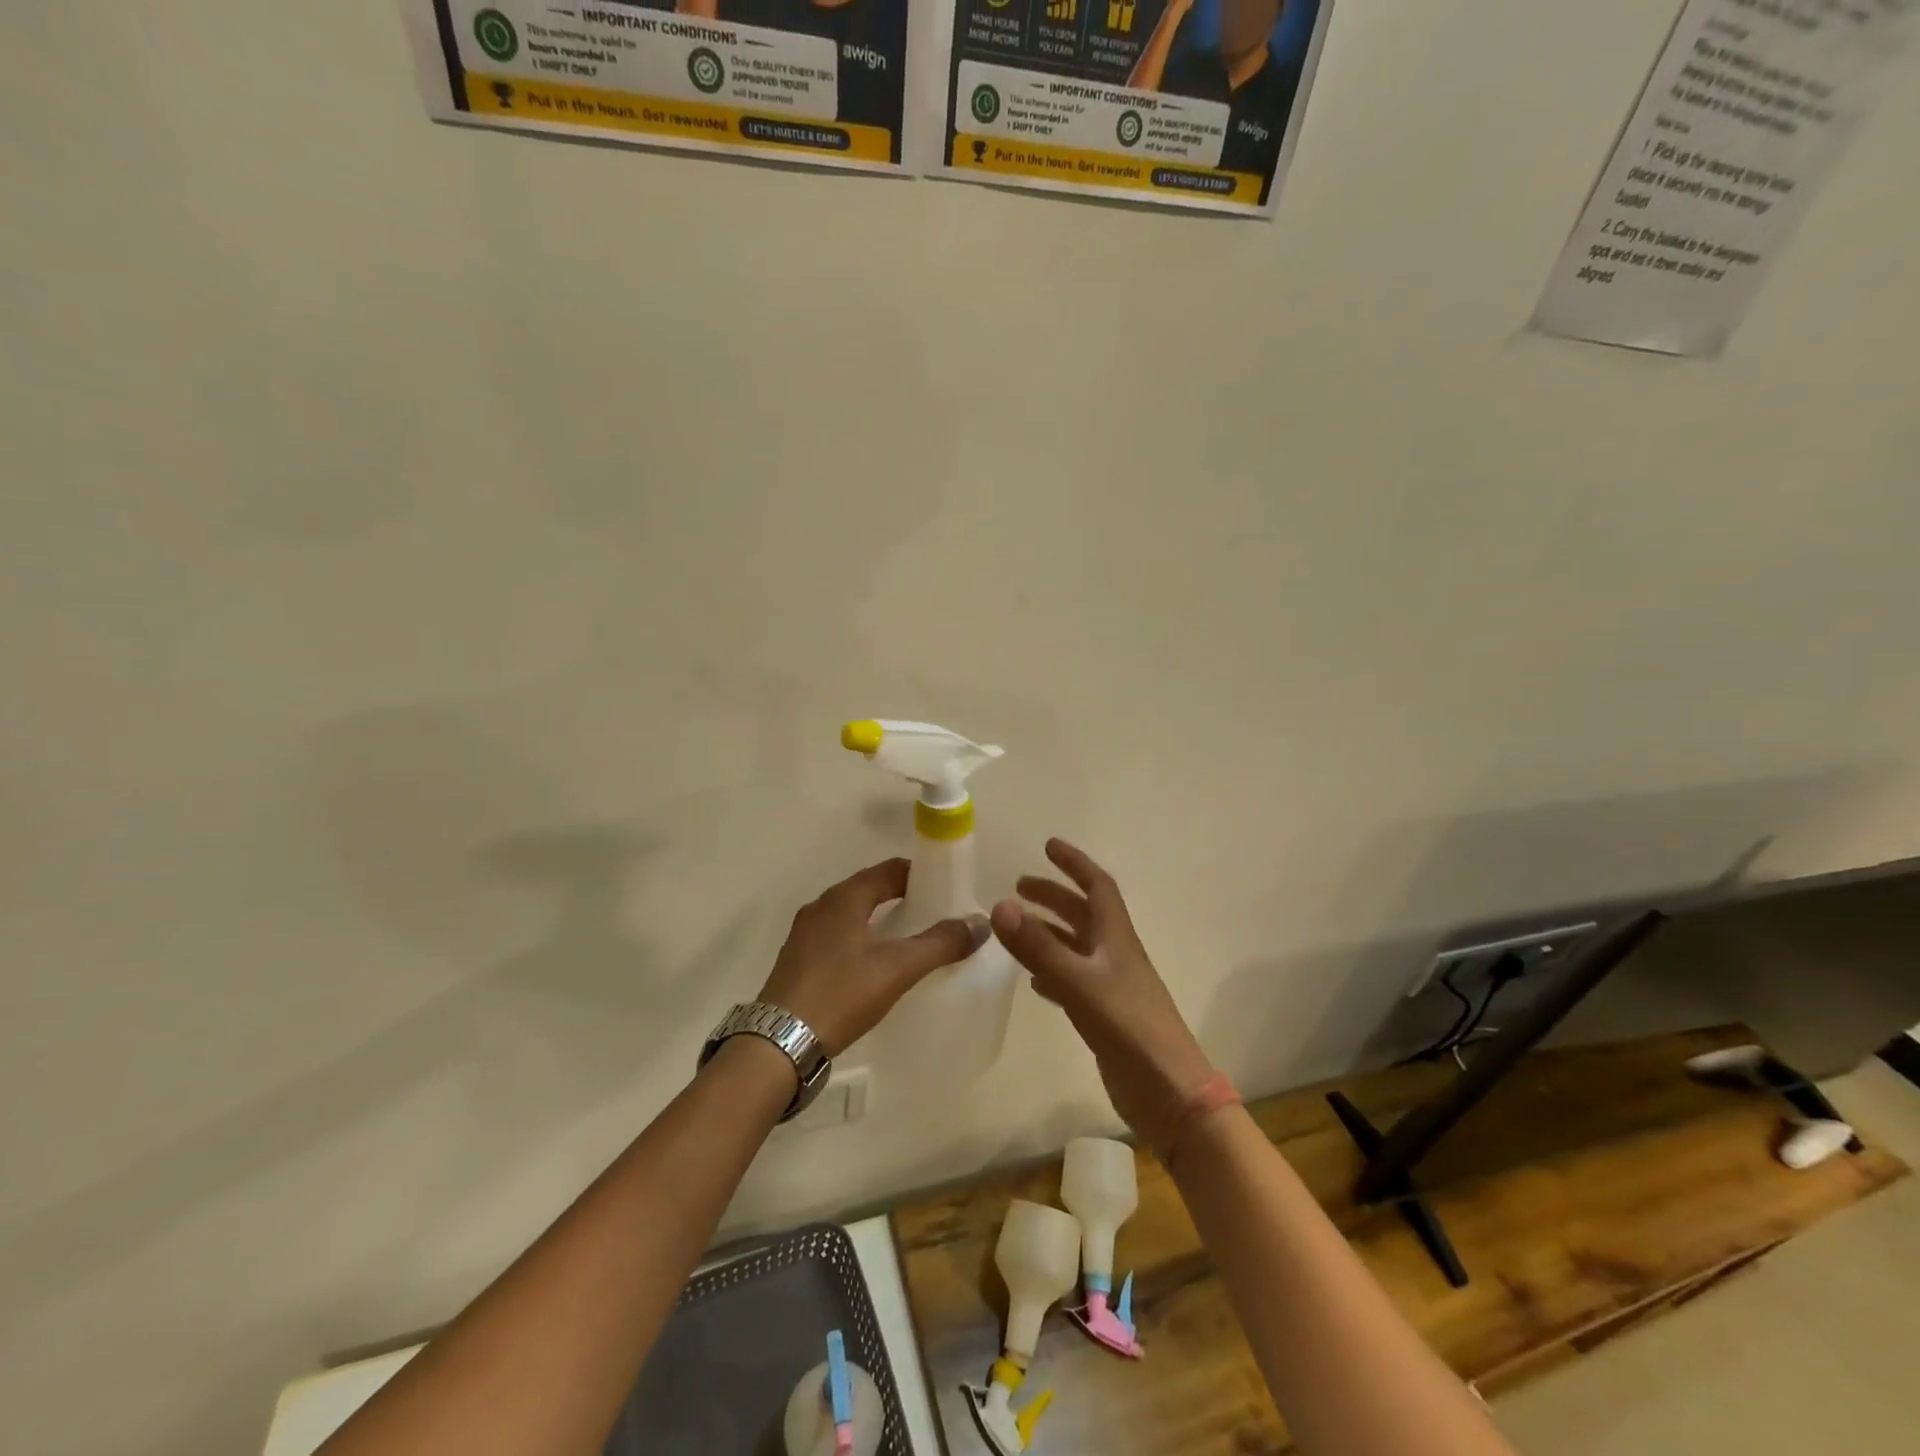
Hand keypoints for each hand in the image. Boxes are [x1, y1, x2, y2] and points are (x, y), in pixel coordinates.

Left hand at [758, 858, 987, 1056]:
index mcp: (844, 898)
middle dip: (901, 897)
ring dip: (879, 918)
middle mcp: (821, 906)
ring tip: (908, 939)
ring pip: (851, 913)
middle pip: (869, 889)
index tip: (945, 889)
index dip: (919, 874)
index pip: (889, 870)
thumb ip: (939, 944)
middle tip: (933, 915)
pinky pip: (837, 935)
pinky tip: (873, 964)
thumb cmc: (840, 994)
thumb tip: (979, 924)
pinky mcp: (797, 959)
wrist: (779, 1044)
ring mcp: (805, 933)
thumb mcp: (897, 969)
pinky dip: (861, 938)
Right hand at [991, 839, 1215, 1153]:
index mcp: (1116, 938)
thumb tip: (1000, 905)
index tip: (1048, 846)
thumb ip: (1038, 946)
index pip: (1097, 886)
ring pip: (1076, 947)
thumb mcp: (1078, 982)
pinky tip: (1033, 980)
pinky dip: (1052, 972)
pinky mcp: (1105, 1016)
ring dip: (1049, 932)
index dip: (1074, 863)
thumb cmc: (1128, 1028)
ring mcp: (1111, 986)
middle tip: (1019, 887)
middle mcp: (1115, 955)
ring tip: (1016, 929)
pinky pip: (1073, 981)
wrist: (1169, 1092)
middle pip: (1083, 913)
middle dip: (1053, 896)